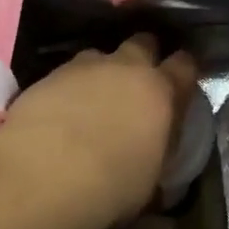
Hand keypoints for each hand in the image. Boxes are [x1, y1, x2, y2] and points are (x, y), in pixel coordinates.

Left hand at [0, 35, 197, 228]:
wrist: (43, 174)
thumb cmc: (110, 185)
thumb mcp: (151, 179)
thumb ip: (159, 150)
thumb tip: (156, 149)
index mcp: (159, 91)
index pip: (184, 65)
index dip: (184, 71)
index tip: (181, 82)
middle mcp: (124, 67)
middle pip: (143, 43)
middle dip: (144, 56)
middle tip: (138, 82)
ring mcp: (84, 67)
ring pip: (101, 55)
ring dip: (102, 71)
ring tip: (94, 97)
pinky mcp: (49, 74)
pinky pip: (68, 72)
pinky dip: (70, 86)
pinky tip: (62, 109)